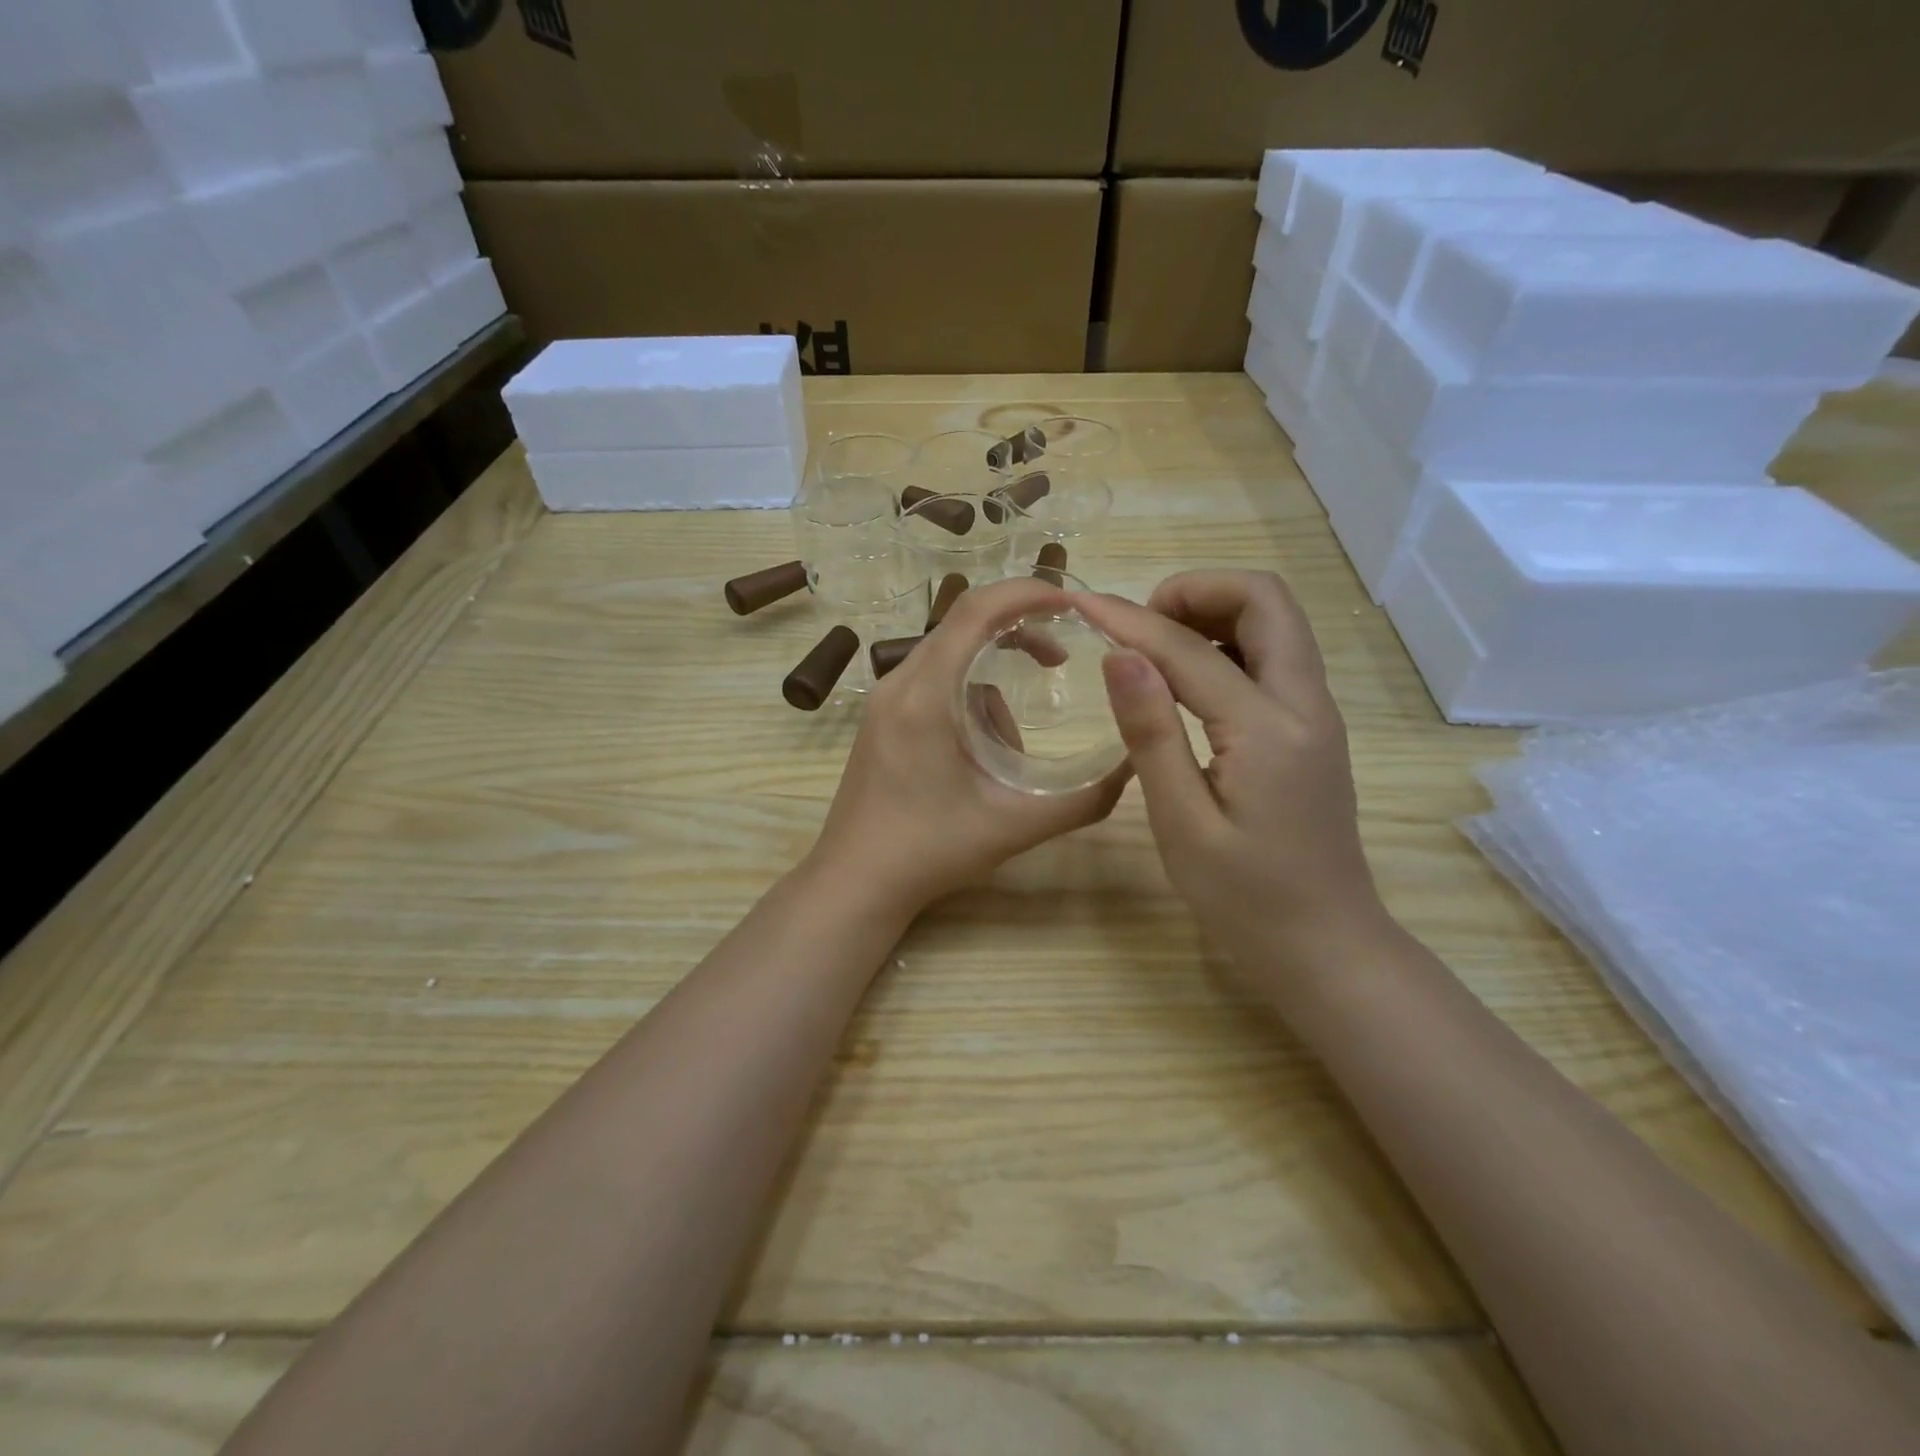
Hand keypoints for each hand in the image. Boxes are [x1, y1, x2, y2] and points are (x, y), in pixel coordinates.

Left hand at [808, 576, 1128, 914]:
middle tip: (1059, 662)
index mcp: (925, 695)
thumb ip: (1081, 799)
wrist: (854, 883)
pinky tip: (978, 760)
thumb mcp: (1015, 826)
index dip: (1027, 593)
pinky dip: (968, 704)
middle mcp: (898, 683)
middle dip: (1017, 634)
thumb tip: (1134, 767)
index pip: (975, 611)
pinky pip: (934, 685)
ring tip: (1009, 756)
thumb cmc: (930, 852)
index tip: (1073, 603)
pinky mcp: (882, 719)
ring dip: (992, 687)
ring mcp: (884, 701)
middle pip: (963, 626)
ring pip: (951, 661)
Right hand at [1076, 570, 1387, 971]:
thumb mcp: (1182, 823)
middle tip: (1139, 625)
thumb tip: (1120, 655)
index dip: (1129, 620)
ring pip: (1276, 621)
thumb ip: (1152, 733)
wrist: (1326, 945)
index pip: (1189, 650)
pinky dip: (1229, 643)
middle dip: (1196, 591)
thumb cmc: (1244, 898)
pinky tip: (1187, 682)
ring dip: (1215, 612)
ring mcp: (1317, 713)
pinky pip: (1276, 656)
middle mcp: (1306, 704)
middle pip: (1265, 600)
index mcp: (1267, 730)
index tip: (1080, 603)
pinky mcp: (1313, 728)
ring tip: (1154, 648)